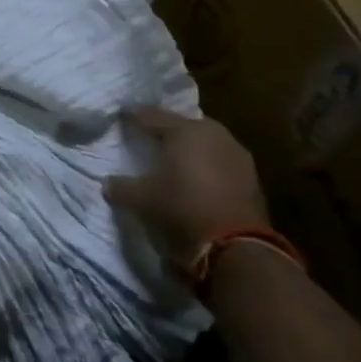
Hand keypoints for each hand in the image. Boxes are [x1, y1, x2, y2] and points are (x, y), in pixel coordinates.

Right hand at [106, 106, 267, 263]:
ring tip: (174, 156)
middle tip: (149, 134)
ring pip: (206, 141)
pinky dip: (206, 164)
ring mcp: (237, 154)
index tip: (121, 114)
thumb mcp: (142, 199)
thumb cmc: (183, 208)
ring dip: (190, 146)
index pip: (151, 116)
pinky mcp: (252, 177)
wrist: (238, 246)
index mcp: (184, 131)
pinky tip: (197, 177)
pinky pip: (221, 160)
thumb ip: (122, 187)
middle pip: (183, 124)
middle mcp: (213, 134)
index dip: (133, 115)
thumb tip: (108, 183)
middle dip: (166, 127)